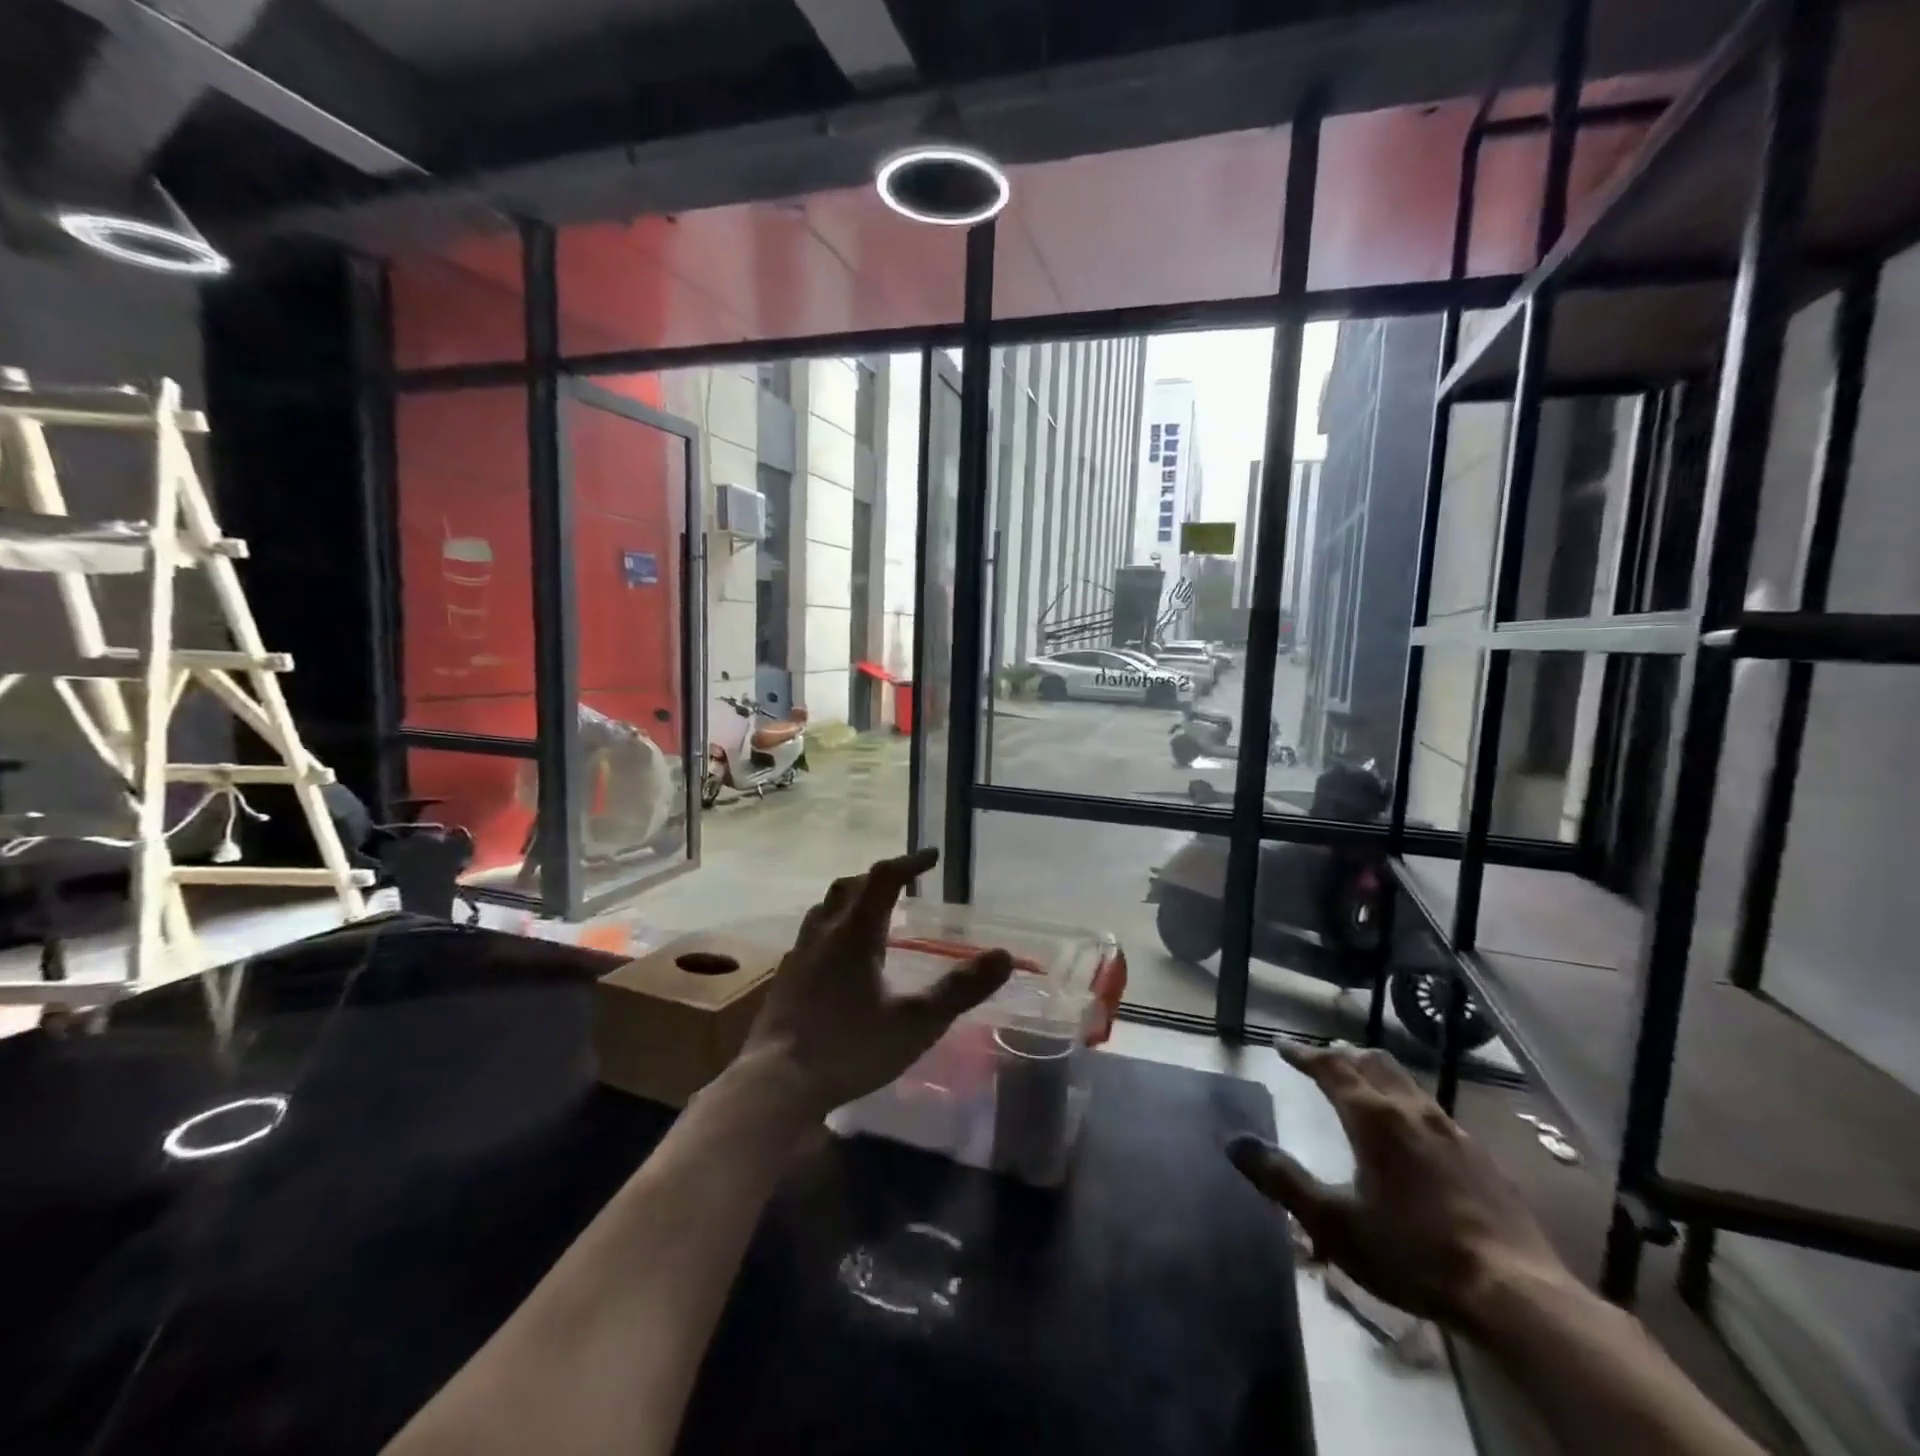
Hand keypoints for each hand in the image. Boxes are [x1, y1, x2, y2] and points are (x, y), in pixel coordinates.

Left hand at [738, 848, 1013, 1116]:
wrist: (776, 1084)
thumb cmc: (850, 1048)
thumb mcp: (916, 1023)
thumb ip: (960, 990)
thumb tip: (1004, 956)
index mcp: (855, 933)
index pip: (884, 879)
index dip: (910, 862)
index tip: (933, 857)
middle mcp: (824, 934)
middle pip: (848, 887)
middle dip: (877, 879)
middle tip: (902, 884)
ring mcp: (799, 957)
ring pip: (823, 910)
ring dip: (850, 901)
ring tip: (870, 915)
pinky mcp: (784, 982)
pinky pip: (810, 938)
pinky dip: (831, 931)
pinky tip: (838, 960)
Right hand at [1228, 1042, 1573, 1329]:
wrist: (1515, 1294)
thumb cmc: (1412, 1252)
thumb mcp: (1333, 1222)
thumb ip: (1281, 1179)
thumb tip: (1232, 1141)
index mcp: (1373, 1117)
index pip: (1330, 1067)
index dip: (1303, 1054)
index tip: (1282, 1046)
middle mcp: (1412, 1111)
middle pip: (1372, 1063)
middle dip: (1342, 1055)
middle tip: (1322, 1057)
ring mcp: (1453, 1132)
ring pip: (1407, 1082)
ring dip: (1377, 1074)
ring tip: (1363, 1085)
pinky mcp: (1482, 1158)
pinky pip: (1434, 1111)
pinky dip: (1408, 1103)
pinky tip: (1413, 1133)